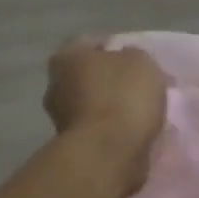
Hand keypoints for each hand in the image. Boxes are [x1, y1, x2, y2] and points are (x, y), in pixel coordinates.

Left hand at [44, 38, 169, 196]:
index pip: (91, 43)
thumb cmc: (122, 97)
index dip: (117, 49)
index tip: (139, 61)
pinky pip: (98, 131)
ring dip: (113, 109)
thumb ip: (133, 55)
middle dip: (112, 81)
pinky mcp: (74, 147)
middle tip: (141, 87)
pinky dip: (113, 131)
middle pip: (90, 76)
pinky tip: (134, 134)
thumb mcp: (140, 61)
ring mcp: (61, 119)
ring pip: (93, 105)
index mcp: (66, 57)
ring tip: (142, 114)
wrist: (108, 154)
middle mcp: (56, 85)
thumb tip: (128, 62)